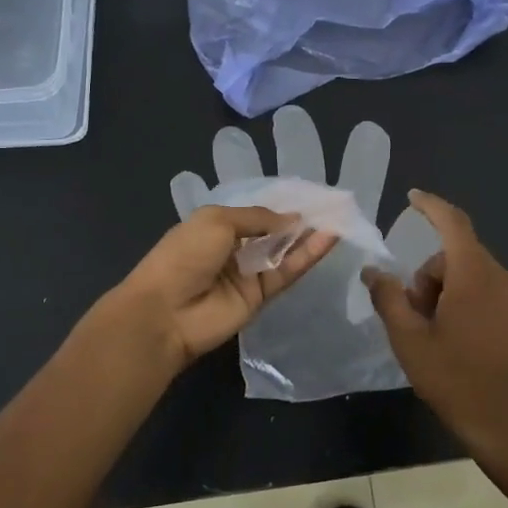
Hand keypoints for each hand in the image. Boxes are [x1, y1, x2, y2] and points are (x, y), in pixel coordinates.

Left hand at [170, 105, 441, 401]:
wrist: (166, 313)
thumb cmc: (184, 256)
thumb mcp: (217, 221)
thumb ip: (258, 218)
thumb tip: (292, 219)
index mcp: (216, 224)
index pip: (255, 212)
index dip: (281, 204)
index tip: (311, 195)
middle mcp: (234, 247)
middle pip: (273, 232)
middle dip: (300, 220)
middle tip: (335, 205)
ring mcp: (248, 273)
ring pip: (285, 251)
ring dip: (309, 236)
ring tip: (340, 218)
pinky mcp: (261, 296)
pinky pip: (288, 272)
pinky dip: (308, 256)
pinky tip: (329, 238)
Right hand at [361, 191, 507, 459]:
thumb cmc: (454, 379)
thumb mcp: (409, 340)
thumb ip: (388, 298)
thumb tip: (373, 271)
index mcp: (474, 275)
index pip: (453, 223)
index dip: (431, 206)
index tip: (412, 197)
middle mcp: (502, 279)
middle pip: (457, 257)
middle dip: (430, 275)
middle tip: (413, 314)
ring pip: (474, 278)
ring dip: (449, 293)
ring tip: (434, 334)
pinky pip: (491, 297)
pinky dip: (470, 306)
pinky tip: (460, 344)